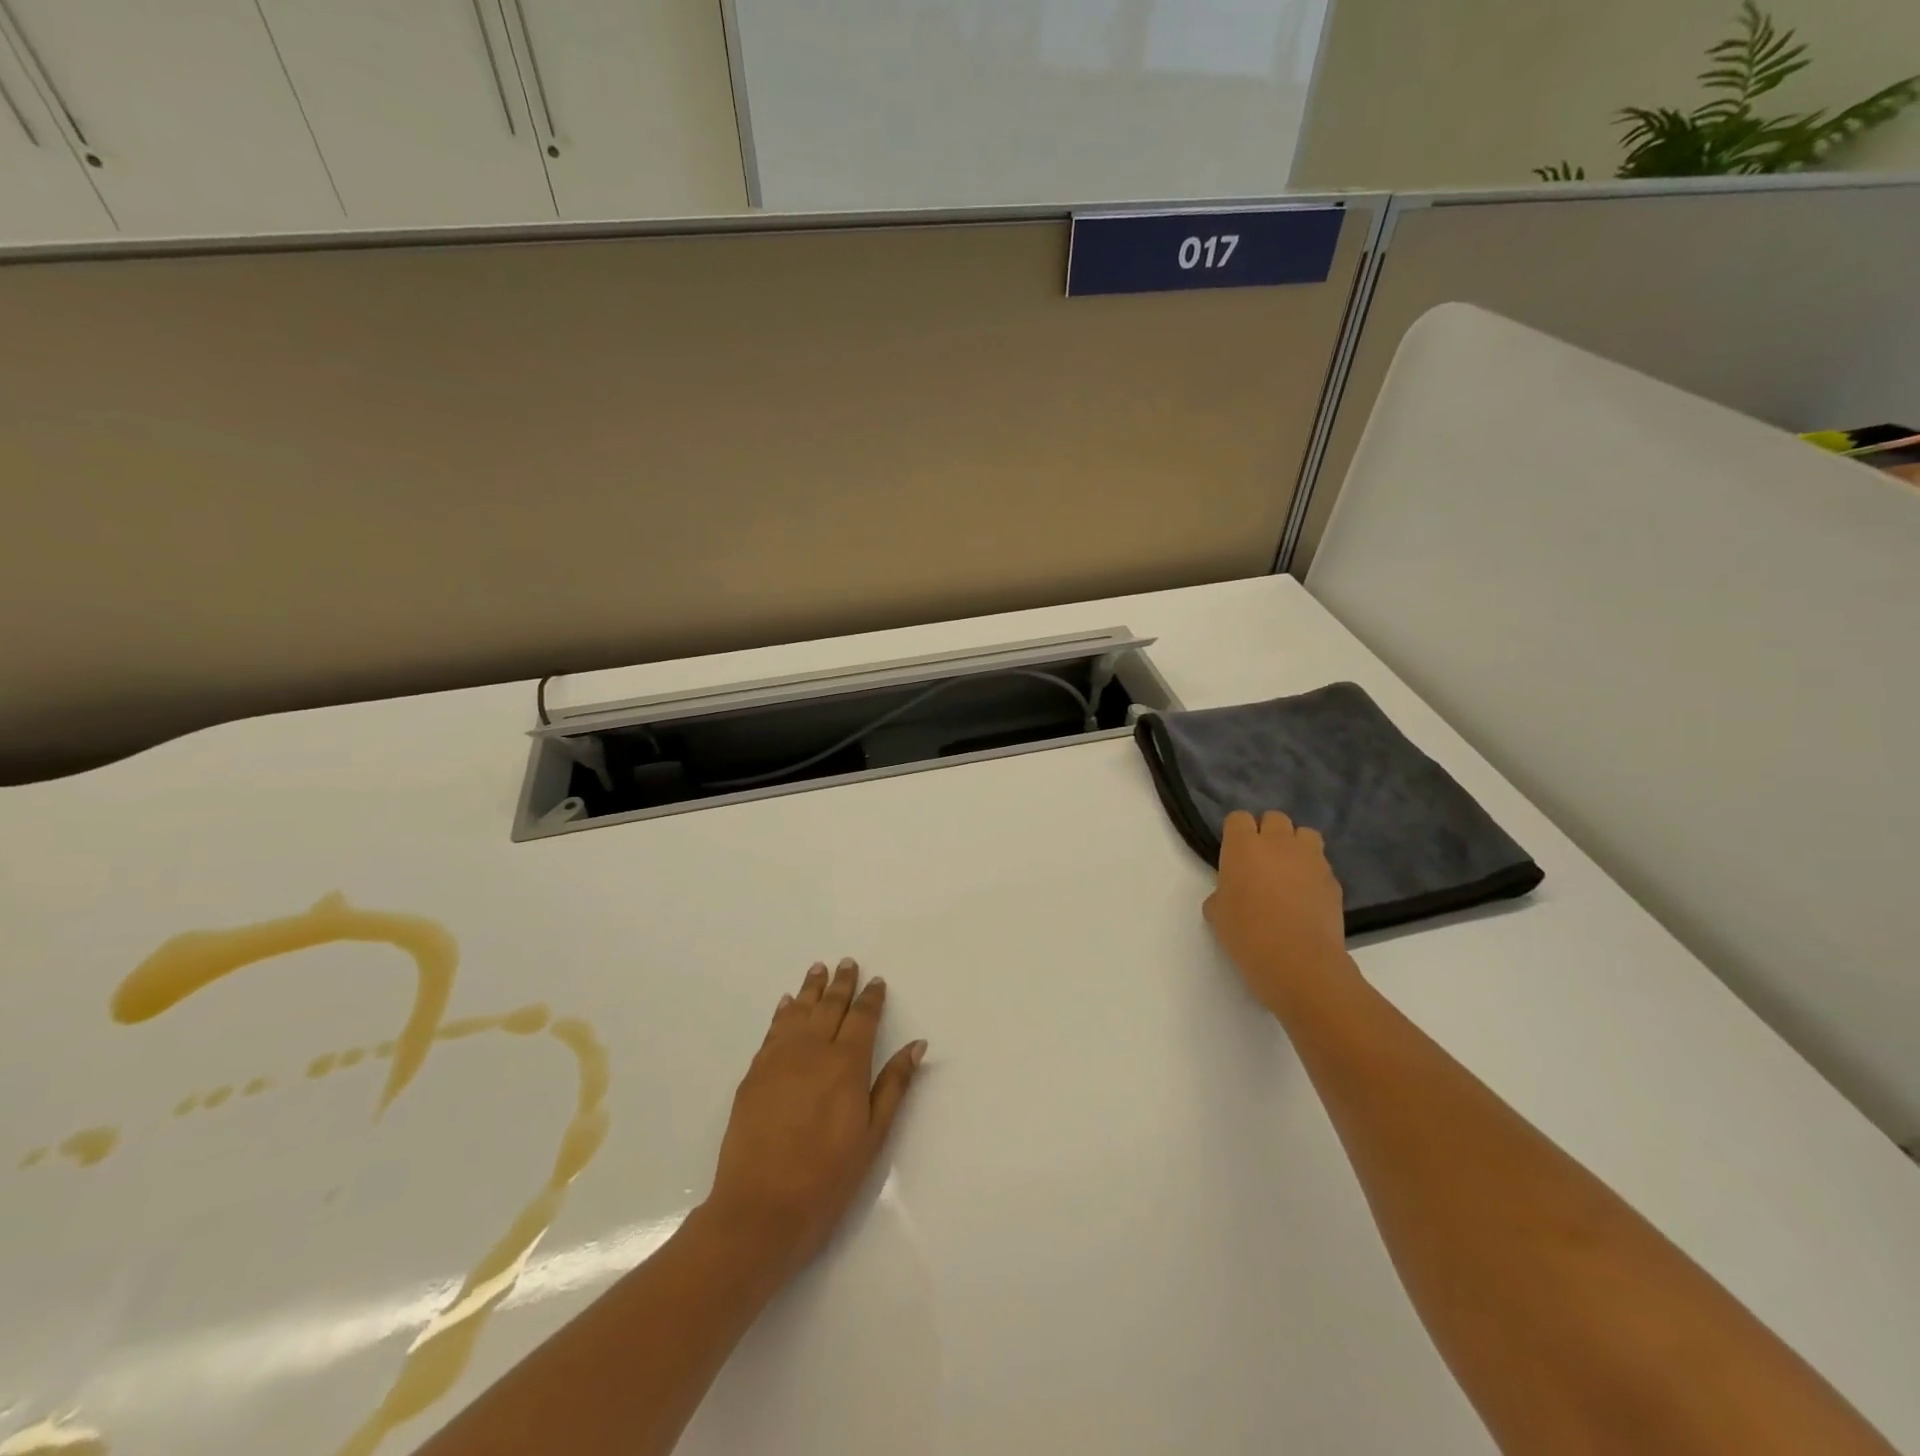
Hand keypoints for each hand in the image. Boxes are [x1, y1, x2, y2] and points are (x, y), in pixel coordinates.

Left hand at [703, 959, 925, 1280]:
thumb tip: (917, 1045)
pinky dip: (782, 1013)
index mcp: (846, 1064)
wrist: (760, 1209)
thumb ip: (893, 1085)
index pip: (862, 1019)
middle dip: (841, 984)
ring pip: (798, 1012)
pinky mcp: (754, 1074)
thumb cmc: (827, 1178)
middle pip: (829, 1007)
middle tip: (847, 962)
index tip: (877, 981)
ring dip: (810, 989)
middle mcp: (812, 1051)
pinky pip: (772, 1031)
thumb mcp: (873, 1136)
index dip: (871, 998)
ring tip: (817, 969)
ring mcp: (778, 1060)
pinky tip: (786, 1004)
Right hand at [1204, 810, 1353, 1016]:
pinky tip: (1306, 896)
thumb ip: (1221, 893)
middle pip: (1275, 818)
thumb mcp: (1216, 913)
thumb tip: (1230, 894)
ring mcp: (1310, 859)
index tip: (1233, 852)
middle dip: (1268, 832)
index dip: (1235, 832)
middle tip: (1261, 860)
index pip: (1238, 818)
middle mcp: (1278, 843)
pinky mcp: (1333, 880)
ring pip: (1305, 834)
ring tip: (1289, 870)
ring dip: (1296, 845)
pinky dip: (1313, 873)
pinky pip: (1322, 864)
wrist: (1297, 960)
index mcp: (1243, 846)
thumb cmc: (1246, 934)